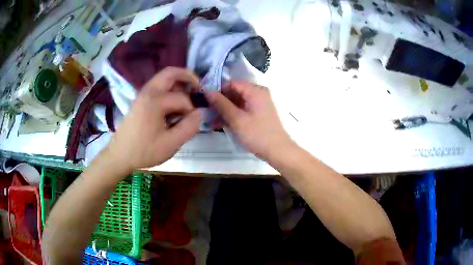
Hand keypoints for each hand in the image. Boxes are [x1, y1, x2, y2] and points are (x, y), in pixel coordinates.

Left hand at [106, 67, 200, 171]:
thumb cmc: (144, 151)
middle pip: (171, 73)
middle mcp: (148, 91)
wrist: (120, 155)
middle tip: (198, 89)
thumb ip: (189, 127)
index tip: (192, 122)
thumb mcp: (171, 144)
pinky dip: (169, 89)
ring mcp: (142, 94)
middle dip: (188, 77)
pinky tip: (173, 105)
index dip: (191, 109)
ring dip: (178, 83)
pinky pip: (158, 87)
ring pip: (163, 78)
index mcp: (155, 101)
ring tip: (187, 98)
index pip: (182, 98)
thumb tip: (199, 113)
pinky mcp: (140, 100)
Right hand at [205, 80, 292, 158]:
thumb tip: (207, 90)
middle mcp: (258, 93)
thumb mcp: (236, 119)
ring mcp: (259, 103)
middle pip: (234, 92)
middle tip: (206, 112)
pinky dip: (232, 115)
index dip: (217, 90)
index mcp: (255, 90)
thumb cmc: (257, 134)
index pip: (231, 83)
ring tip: (211, 120)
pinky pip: (242, 109)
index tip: (205, 100)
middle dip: (220, 102)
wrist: (278, 151)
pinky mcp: (259, 113)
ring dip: (224, 110)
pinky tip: (220, 124)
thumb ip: (221, 104)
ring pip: (237, 102)